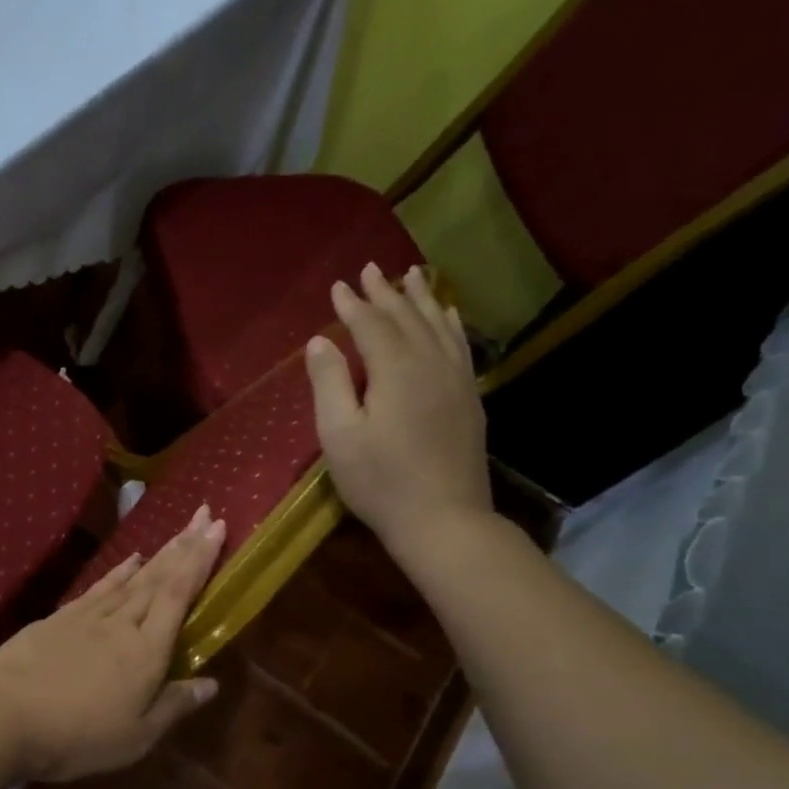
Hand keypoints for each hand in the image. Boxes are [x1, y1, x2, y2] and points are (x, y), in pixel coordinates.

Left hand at [0, 508, 225, 782]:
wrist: (3, 715)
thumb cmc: (76, 735)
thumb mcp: (135, 736)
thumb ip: (174, 706)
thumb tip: (212, 684)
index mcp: (146, 651)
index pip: (179, 595)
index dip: (201, 560)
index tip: (218, 527)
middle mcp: (122, 623)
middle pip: (159, 577)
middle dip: (186, 544)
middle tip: (206, 513)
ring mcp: (88, 616)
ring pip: (132, 577)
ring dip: (159, 552)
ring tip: (178, 531)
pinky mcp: (60, 617)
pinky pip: (100, 586)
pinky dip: (119, 571)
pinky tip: (130, 560)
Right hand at [306, 263, 492, 566]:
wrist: (443, 519)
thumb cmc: (380, 481)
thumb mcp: (340, 435)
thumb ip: (330, 383)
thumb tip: (320, 341)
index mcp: (395, 370)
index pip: (371, 325)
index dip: (352, 305)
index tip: (337, 286)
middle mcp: (430, 363)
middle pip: (406, 317)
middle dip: (385, 292)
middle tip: (370, 269)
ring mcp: (456, 379)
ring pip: (437, 326)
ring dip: (420, 299)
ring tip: (411, 275)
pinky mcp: (469, 398)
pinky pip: (460, 346)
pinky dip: (449, 324)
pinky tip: (446, 315)